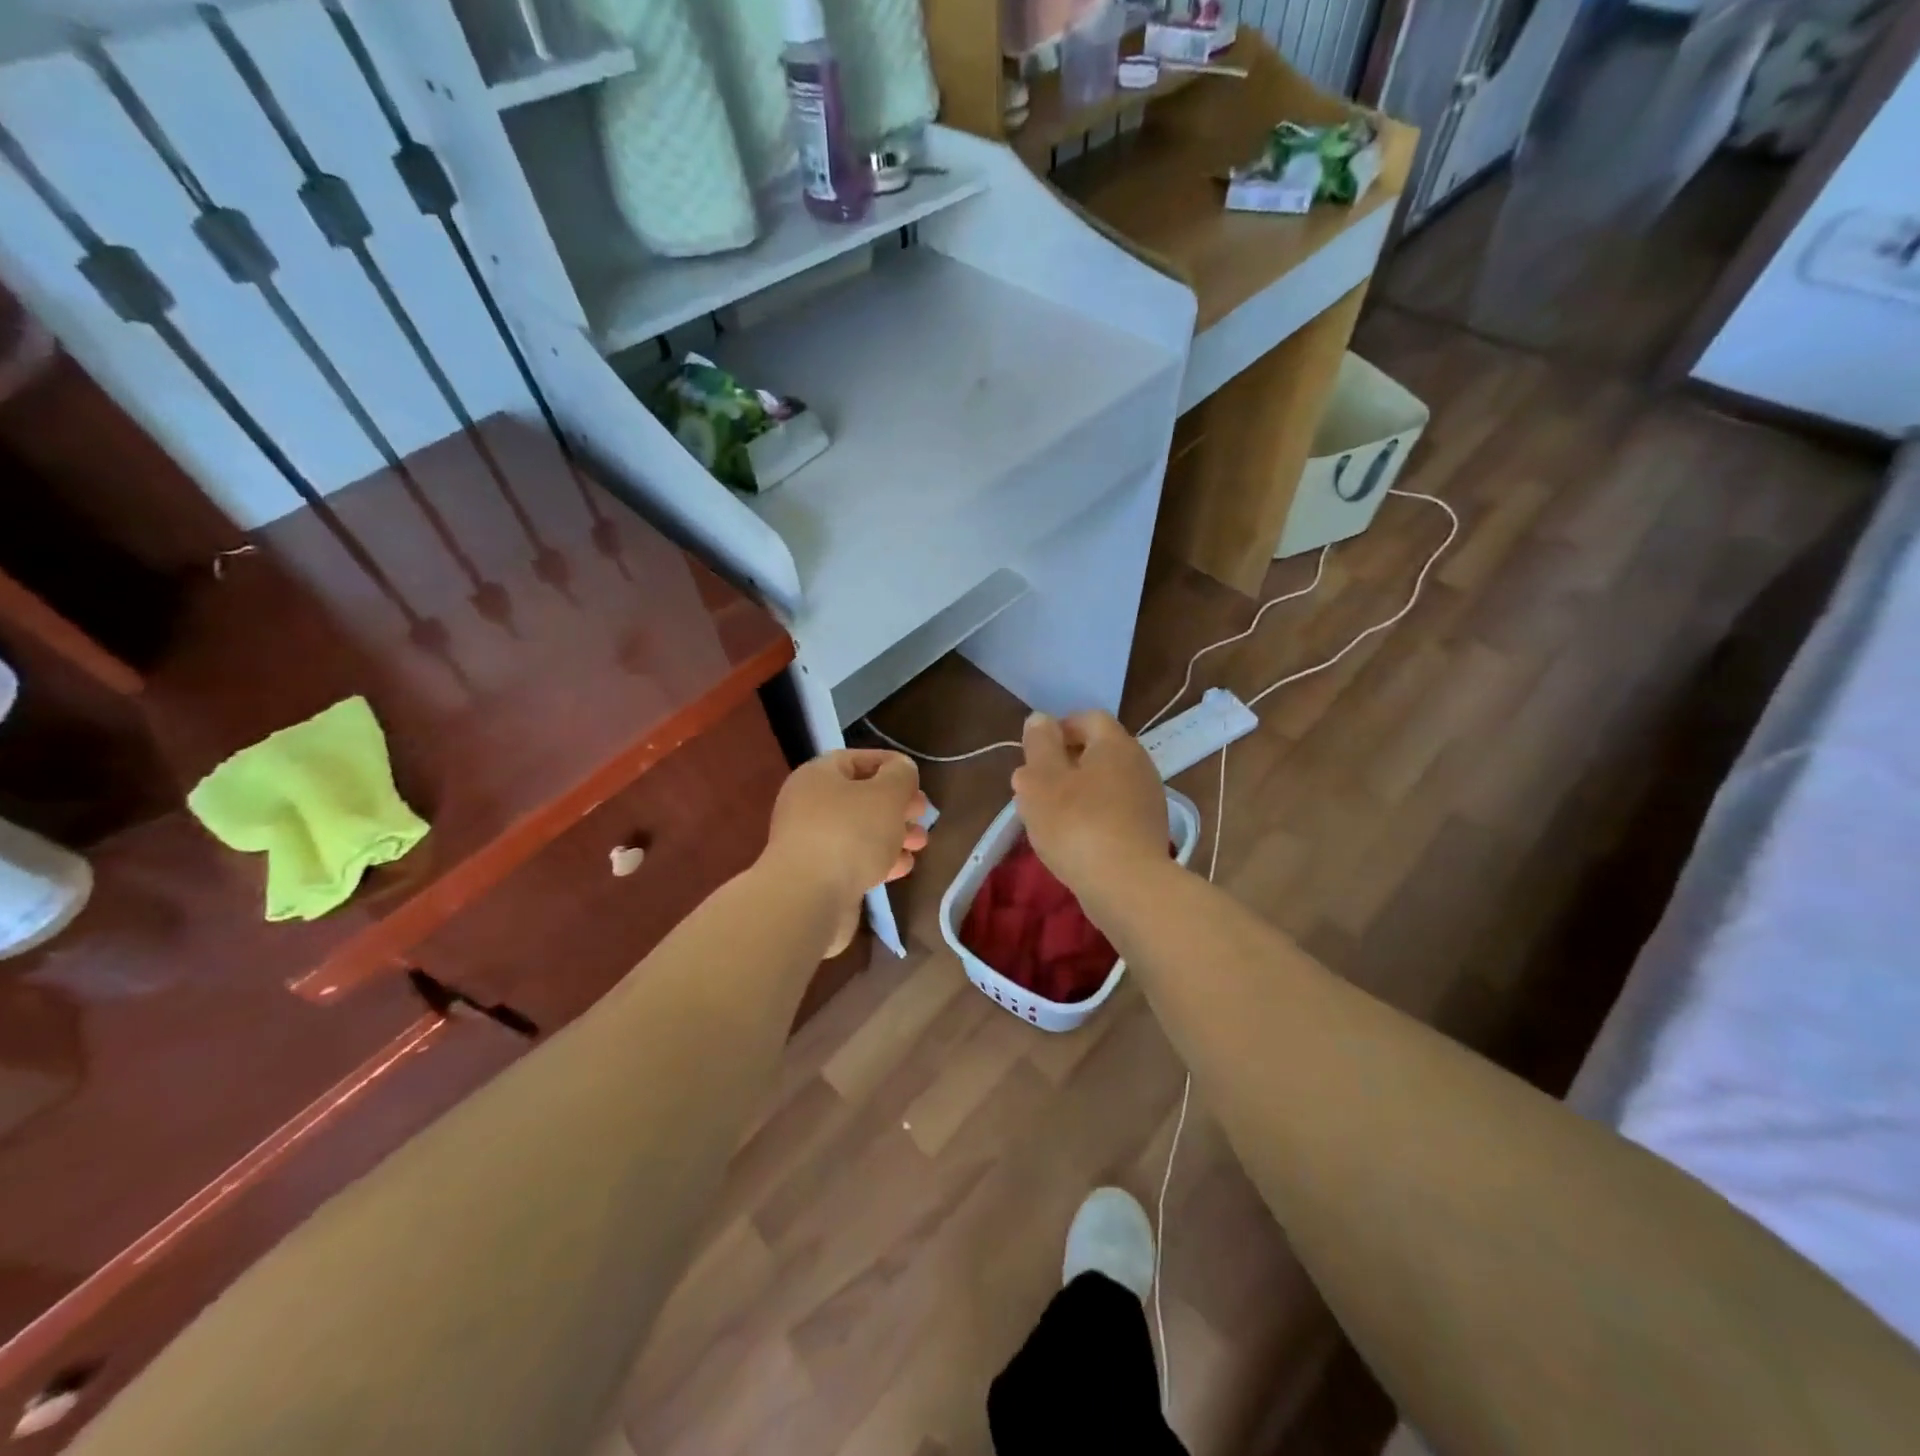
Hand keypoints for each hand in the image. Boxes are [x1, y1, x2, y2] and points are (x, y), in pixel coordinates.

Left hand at [762, 750, 928, 955]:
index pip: (857, 760)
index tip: (918, 780)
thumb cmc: (850, 834)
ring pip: (860, 831)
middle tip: (923, 814)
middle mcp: (809, 805)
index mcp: (818, 776)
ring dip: (893, 834)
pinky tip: (903, 867)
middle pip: (860, 797)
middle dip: (896, 805)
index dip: (891, 765)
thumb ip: (900, 776)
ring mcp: (811, 843)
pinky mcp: (818, 876)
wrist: (808, 899)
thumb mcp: (887, 794)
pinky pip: (853, 859)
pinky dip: (879, 860)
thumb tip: (901, 770)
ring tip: (920, 843)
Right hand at [1012, 712, 1166, 897]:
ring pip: (1106, 783)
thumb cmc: (1076, 824)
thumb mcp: (1041, 779)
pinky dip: (1094, 816)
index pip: (1088, 718)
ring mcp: (1149, 799)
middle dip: (1066, 763)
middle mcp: (1139, 764)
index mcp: (1115, 744)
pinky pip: (1115, 811)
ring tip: (1050, 817)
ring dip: (1078, 792)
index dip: (1059, 729)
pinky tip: (1075, 840)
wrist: (1127, 886)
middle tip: (1036, 787)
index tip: (1034, 753)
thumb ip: (1039, 744)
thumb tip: (1041, 719)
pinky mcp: (1150, 831)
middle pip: (1099, 751)